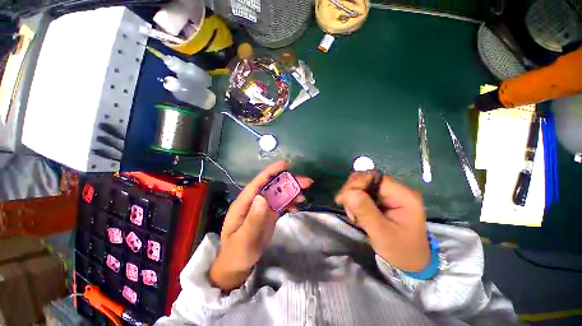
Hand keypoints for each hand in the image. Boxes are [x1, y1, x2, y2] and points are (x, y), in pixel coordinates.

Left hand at [209, 161, 312, 290]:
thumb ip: (253, 219)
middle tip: (306, 182)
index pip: (258, 183)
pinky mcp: (269, 213)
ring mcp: (262, 207)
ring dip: (292, 192)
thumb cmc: (237, 253)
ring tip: (303, 197)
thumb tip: (263, 197)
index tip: (286, 165)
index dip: (271, 172)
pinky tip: (297, 207)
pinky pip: (281, 203)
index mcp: (244, 203)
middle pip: (272, 186)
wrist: (237, 265)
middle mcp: (254, 201)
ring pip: (279, 193)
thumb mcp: (244, 239)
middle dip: (288, 181)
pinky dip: (290, 202)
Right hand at [335, 172, 429, 271]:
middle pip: (366, 178)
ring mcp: (389, 194)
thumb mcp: (382, 234)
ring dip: (352, 197)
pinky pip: (362, 193)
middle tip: (349, 210)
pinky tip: (357, 215)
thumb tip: (347, 192)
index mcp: (402, 195)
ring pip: (362, 185)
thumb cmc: (400, 251)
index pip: (374, 176)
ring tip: (354, 216)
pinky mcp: (382, 200)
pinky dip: (354, 202)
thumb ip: (365, 211)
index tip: (342, 199)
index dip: (356, 183)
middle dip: (352, 191)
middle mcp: (396, 190)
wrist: (411, 263)